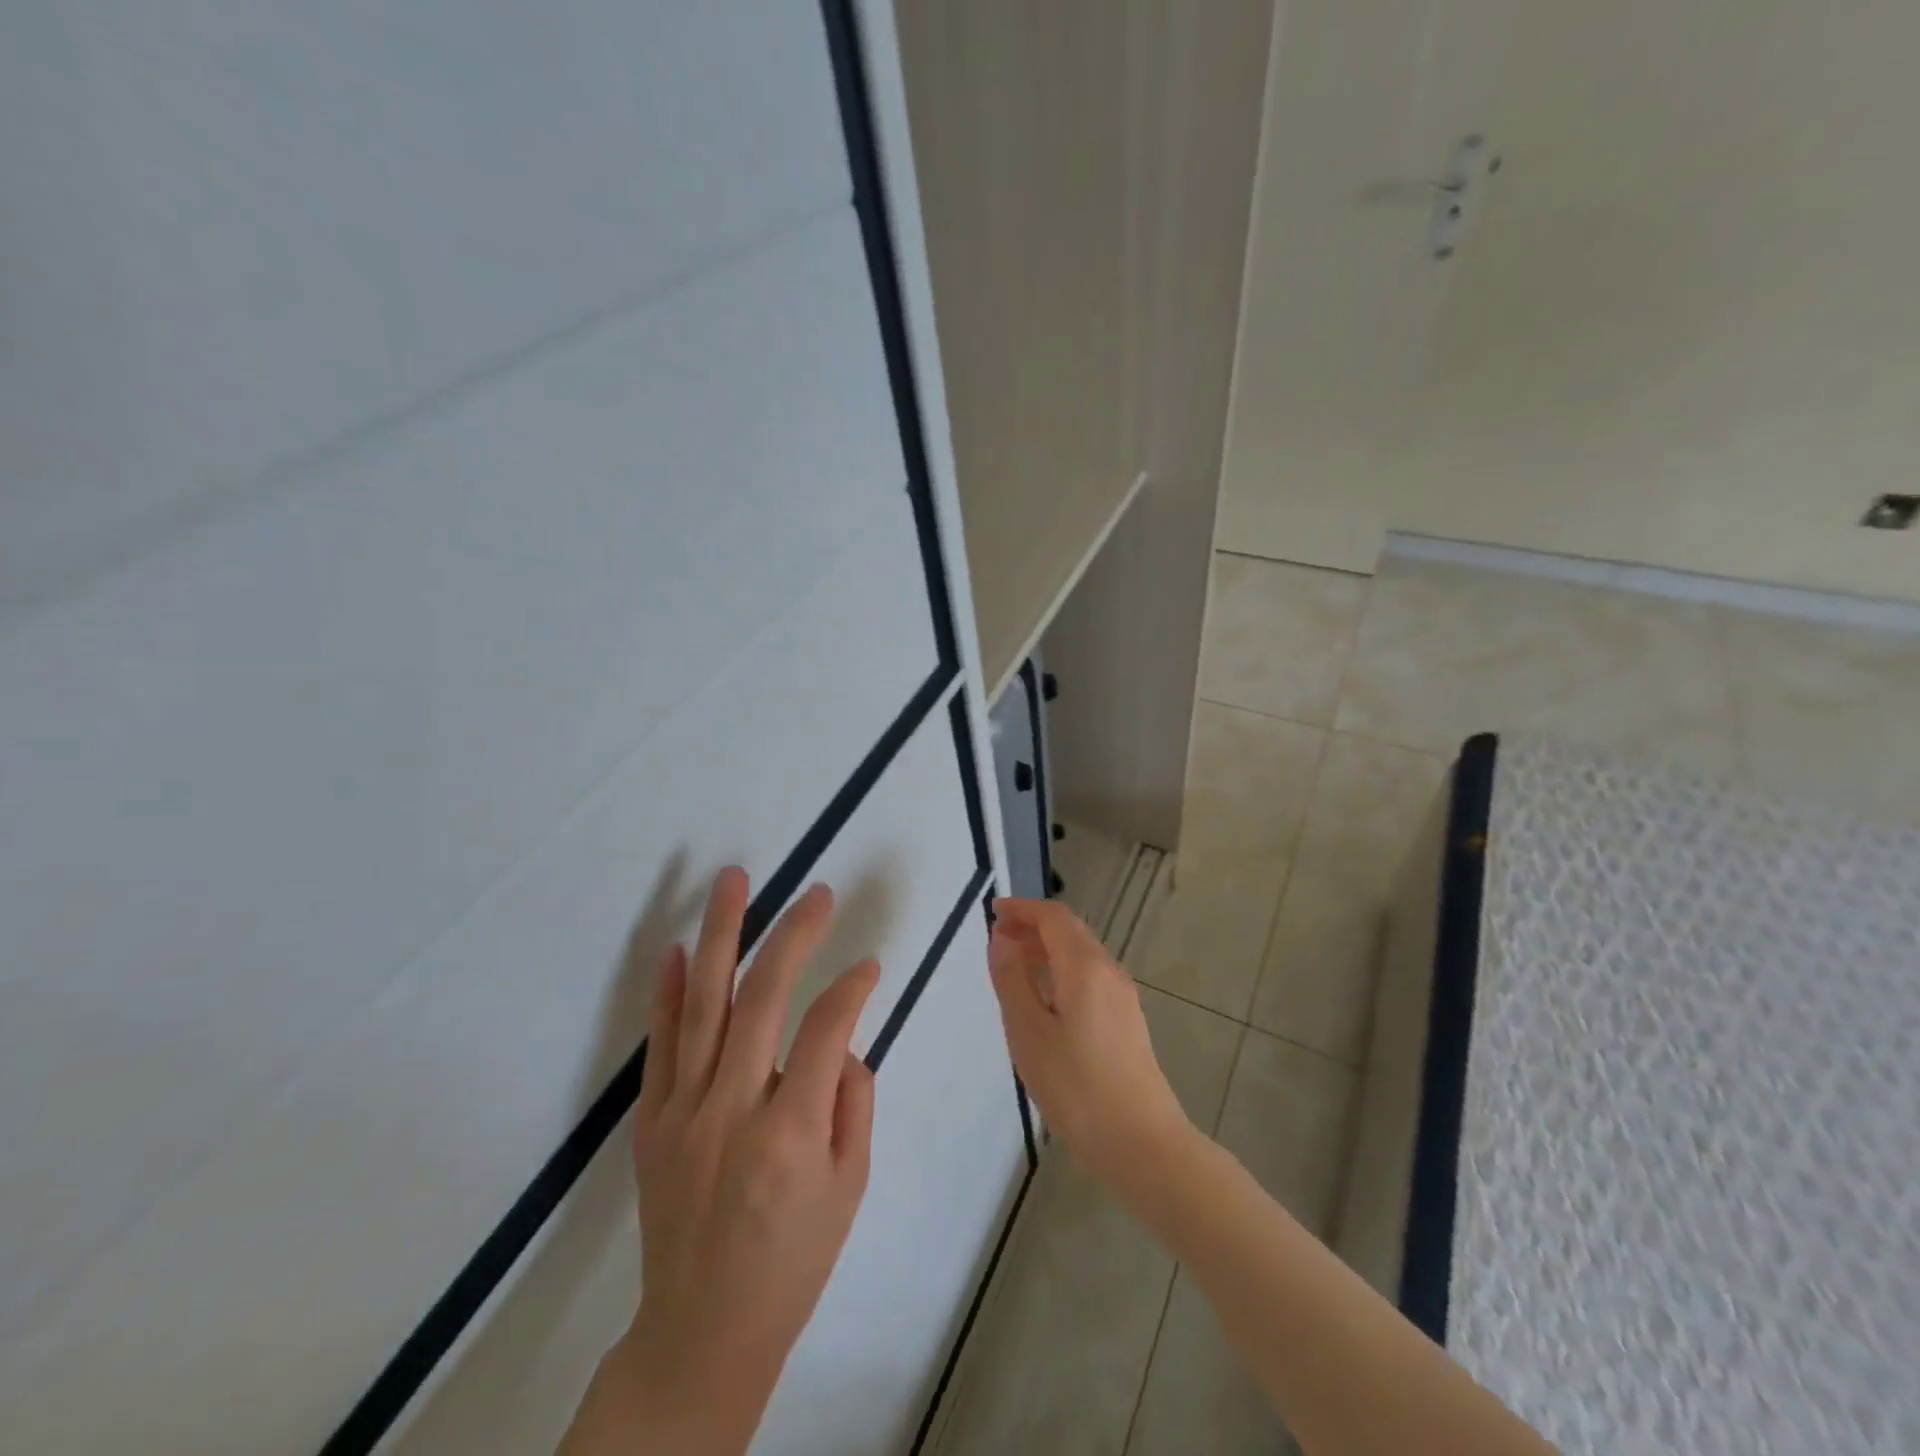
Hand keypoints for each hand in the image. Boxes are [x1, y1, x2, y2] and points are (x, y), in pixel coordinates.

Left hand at [564, 869, 879, 1455]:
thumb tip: (842, 1040)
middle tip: (816, 893)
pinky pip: (662, 1044)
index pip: (828, 1029)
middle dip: (794, 935)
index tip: (870, 963)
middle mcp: (733, 1108)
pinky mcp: (652, 1120)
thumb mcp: (850, 1186)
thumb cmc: (793, 1260)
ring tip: (733, 881)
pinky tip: (678, 948)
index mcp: (792, 1131)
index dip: (853, 986)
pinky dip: (669, 993)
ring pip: (704, 1004)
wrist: (702, 1332)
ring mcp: (684, 1110)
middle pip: (762, 998)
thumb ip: (853, 1101)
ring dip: (721, 935)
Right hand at [987, 897, 1191, 1191]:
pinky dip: (1061, 971)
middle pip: (1070, 932)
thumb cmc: (1076, 1086)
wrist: (1141, 1143)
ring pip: (1081, 955)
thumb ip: (1012, 979)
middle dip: (1033, 926)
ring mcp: (1123, 998)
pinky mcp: (1127, 1022)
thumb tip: (1002, 939)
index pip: (1053, 917)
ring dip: (1047, 949)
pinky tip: (1045, 999)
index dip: (1022, 908)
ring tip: (1014, 965)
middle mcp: (1109, 972)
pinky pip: (1090, 978)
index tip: (993, 912)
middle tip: (998, 937)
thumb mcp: (1029, 1032)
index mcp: (1085, 967)